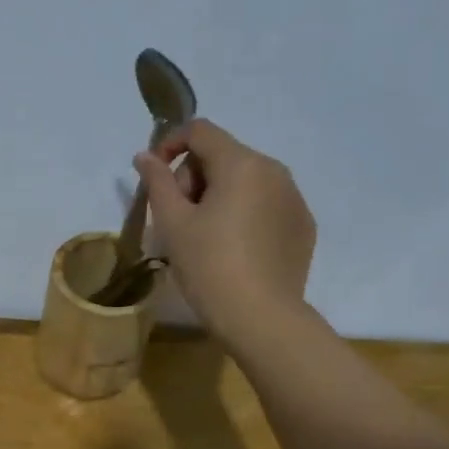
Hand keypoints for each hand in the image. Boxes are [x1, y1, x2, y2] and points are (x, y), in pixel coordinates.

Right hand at [134, 117, 316, 341]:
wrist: (261, 317)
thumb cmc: (209, 266)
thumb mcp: (173, 223)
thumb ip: (157, 181)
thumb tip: (145, 156)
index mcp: (241, 164)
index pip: (200, 131)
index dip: (170, 144)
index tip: (155, 176)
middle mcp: (274, 170)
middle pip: (223, 155)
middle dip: (194, 177)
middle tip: (178, 218)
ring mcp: (294, 198)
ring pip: (246, 180)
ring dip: (219, 195)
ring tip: (205, 236)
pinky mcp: (302, 225)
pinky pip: (266, 204)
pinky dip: (244, 214)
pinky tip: (234, 250)